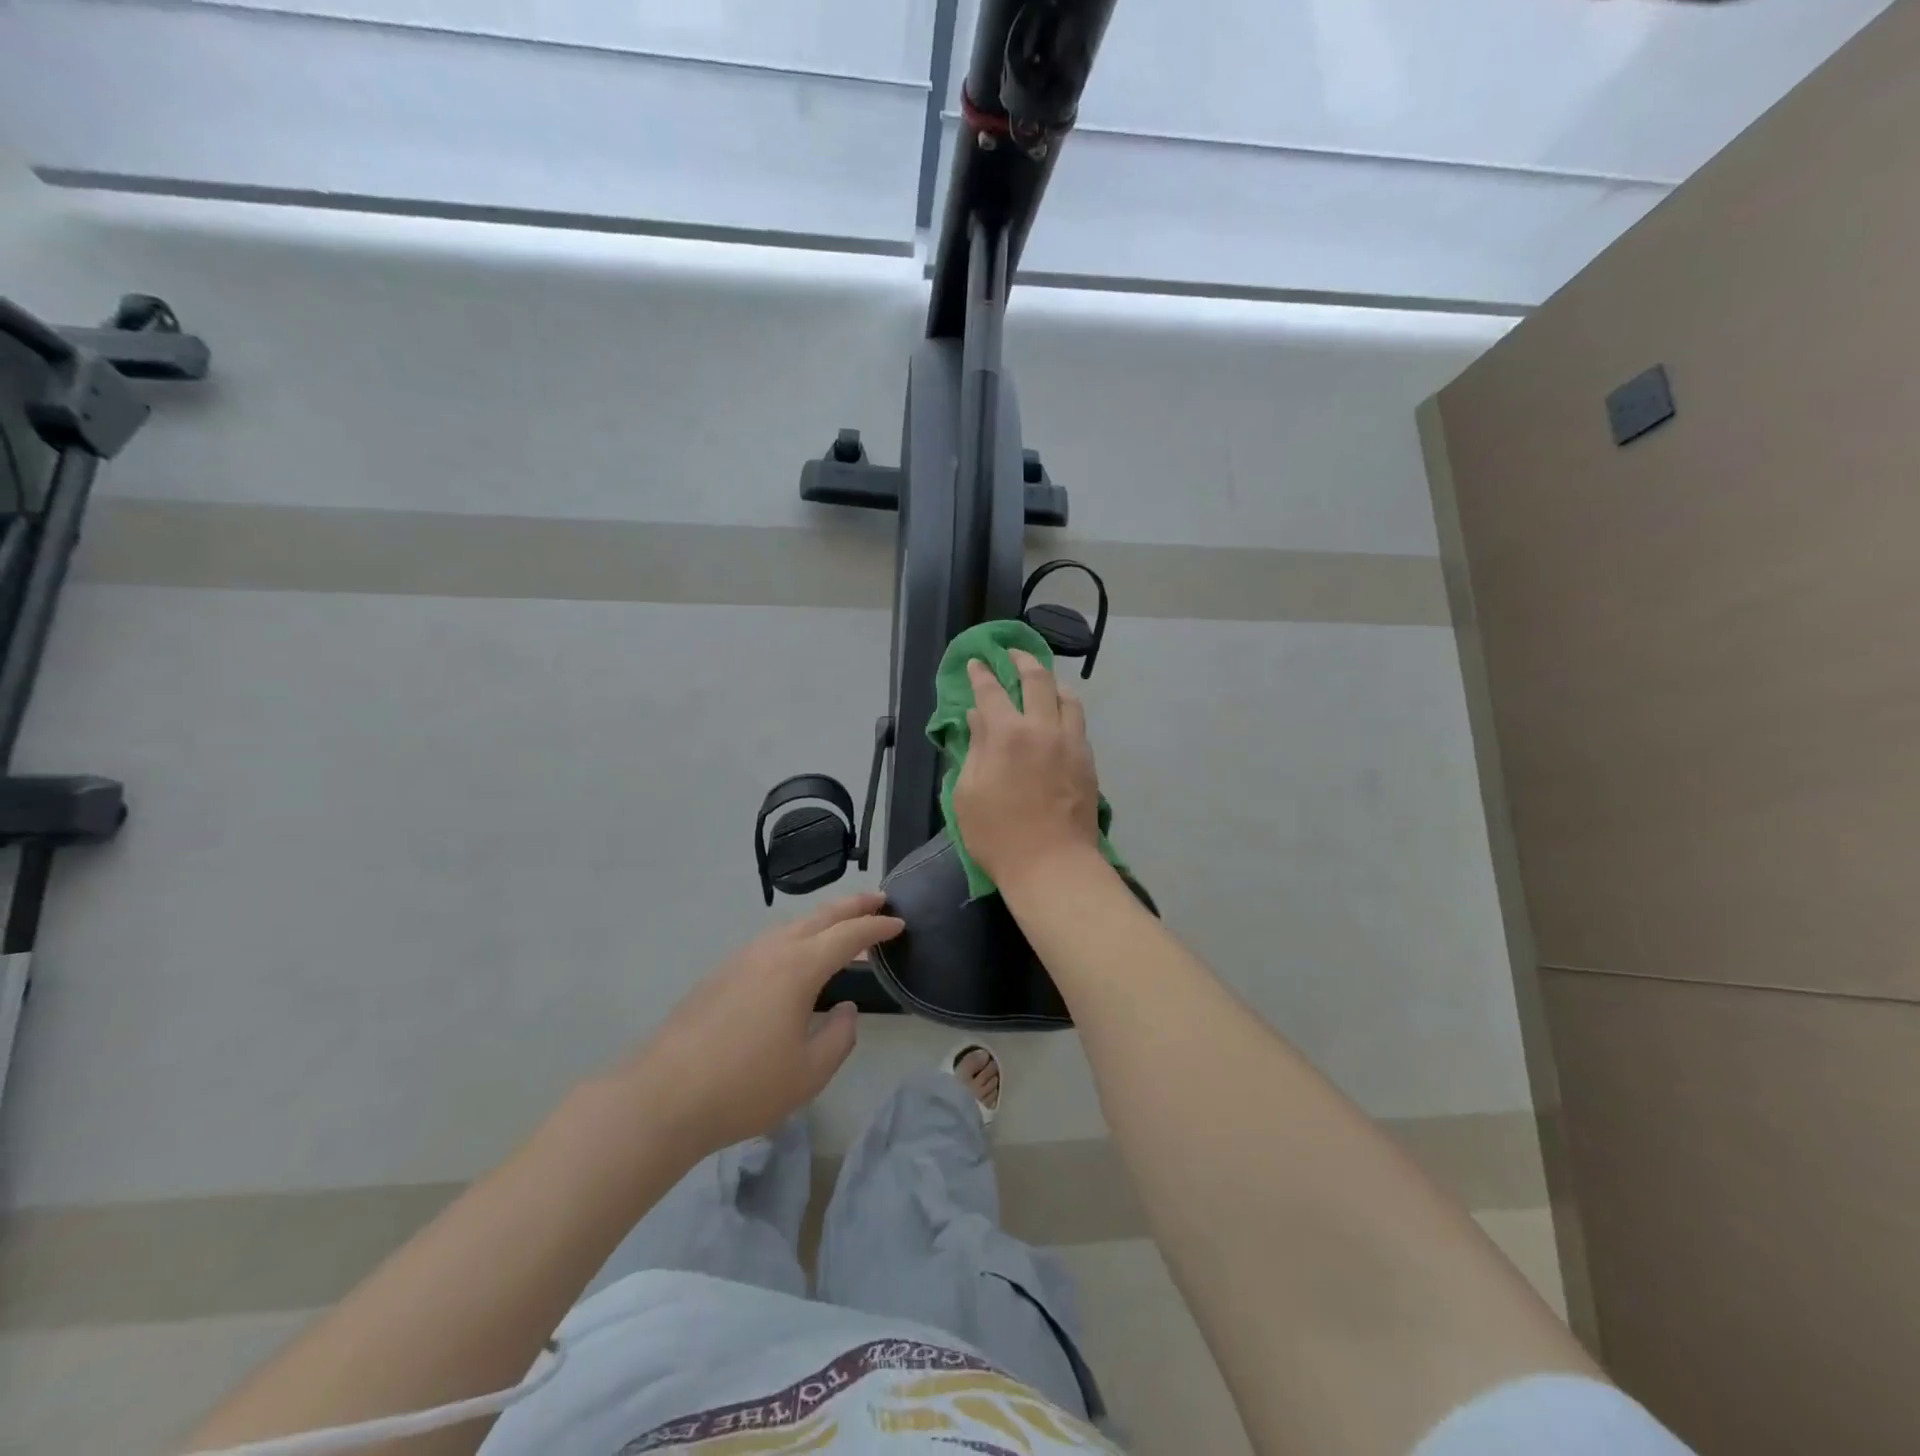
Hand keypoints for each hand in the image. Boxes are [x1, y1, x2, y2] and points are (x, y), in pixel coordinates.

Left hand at [616, 892, 902, 1155]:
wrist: (662, 1096)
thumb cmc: (744, 1086)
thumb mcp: (808, 1073)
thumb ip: (839, 1038)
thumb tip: (847, 1010)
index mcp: (798, 968)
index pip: (848, 935)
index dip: (877, 927)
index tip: (899, 923)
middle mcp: (771, 951)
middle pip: (819, 917)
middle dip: (852, 905)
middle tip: (878, 898)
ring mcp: (741, 959)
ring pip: (791, 926)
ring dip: (822, 919)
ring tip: (841, 924)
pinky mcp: (720, 975)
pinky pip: (770, 941)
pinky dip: (796, 936)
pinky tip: (795, 955)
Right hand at [952, 648, 1101, 888]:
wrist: (1052, 865)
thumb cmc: (997, 835)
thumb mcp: (968, 794)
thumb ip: (974, 749)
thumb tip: (978, 718)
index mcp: (1007, 735)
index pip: (991, 691)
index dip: (981, 673)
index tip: (977, 662)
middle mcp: (1043, 728)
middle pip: (1037, 680)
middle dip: (1022, 660)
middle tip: (1012, 654)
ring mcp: (1071, 743)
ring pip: (1067, 697)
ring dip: (1051, 682)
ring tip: (1042, 682)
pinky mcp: (1087, 761)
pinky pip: (1078, 723)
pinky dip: (1065, 710)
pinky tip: (1058, 717)